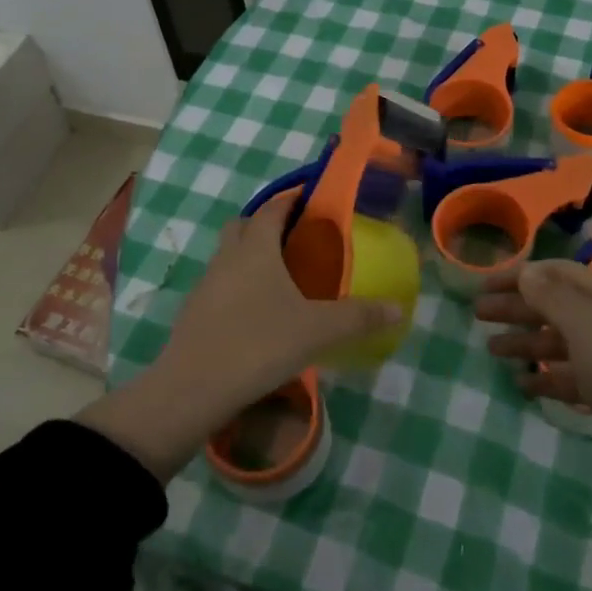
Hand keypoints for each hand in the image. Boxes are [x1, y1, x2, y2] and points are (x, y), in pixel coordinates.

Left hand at [77, 196, 402, 481]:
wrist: (192, 390)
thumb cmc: (259, 345)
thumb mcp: (318, 331)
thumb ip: (359, 317)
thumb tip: (398, 308)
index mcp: (256, 248)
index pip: (272, 209)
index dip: (291, 201)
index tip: (311, 201)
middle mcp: (227, 257)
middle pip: (243, 225)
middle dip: (266, 225)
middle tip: (296, 242)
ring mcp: (205, 284)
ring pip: (228, 256)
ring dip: (249, 257)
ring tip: (280, 280)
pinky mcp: (193, 313)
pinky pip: (219, 285)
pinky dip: (237, 287)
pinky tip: (256, 314)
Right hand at [475, 260, 591, 413]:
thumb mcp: (585, 324)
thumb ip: (551, 296)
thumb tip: (527, 272)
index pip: (556, 273)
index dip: (519, 275)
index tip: (482, 285)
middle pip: (557, 307)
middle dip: (518, 309)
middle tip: (477, 316)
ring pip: (563, 345)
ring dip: (528, 344)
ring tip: (492, 351)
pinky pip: (575, 380)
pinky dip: (549, 379)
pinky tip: (524, 386)